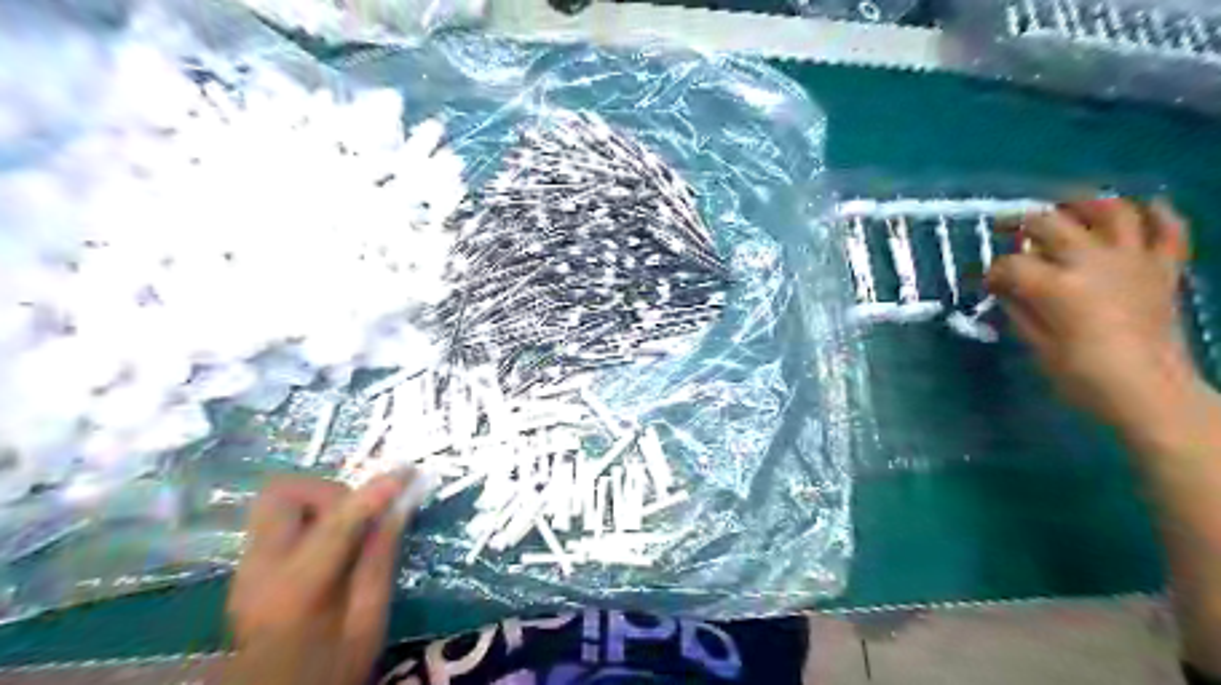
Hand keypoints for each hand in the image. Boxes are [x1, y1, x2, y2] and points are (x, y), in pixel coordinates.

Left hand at [217, 473, 410, 684]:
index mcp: (296, 590)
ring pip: (277, 501)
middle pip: (282, 493)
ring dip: (320, 502)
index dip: (375, 493)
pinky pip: (278, 520)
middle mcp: (260, 568)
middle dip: (330, 491)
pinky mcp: (246, 566)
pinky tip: (332, 546)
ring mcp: (246, 566)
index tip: (407, 473)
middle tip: (361, 514)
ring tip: (349, 530)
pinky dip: (311, 517)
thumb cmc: (329, 668)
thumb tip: (398, 508)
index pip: (337, 524)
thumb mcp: (369, 623)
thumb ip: (380, 561)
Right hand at [985, 199, 1199, 429]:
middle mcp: (1093, 262)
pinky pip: (1168, 229)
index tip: (987, 284)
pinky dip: (1157, 213)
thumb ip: (1019, 308)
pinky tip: (1141, 206)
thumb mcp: (1036, 344)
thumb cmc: (1083, 376)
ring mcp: (1133, 261)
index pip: (1011, 264)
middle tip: (1005, 230)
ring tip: (1065, 208)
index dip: (992, 272)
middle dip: (1020, 224)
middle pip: (1049, 223)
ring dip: (1083, 204)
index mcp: (1057, 286)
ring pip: (1110, 211)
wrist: (1151, 393)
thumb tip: (1005, 287)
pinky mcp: (1163, 269)